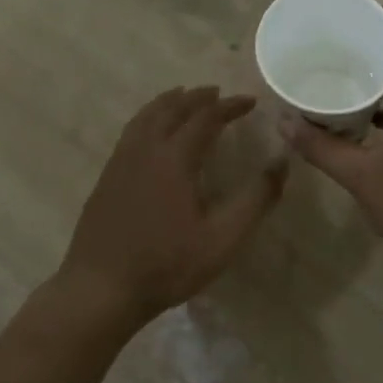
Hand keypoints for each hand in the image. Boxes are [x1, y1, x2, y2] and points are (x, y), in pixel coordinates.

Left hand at [58, 86, 287, 330]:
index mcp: (174, 158)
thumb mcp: (223, 239)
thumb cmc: (167, 265)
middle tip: (217, 93)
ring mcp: (120, 163)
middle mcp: (145, 150)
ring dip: (168, 102)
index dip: (230, 106)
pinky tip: (151, 133)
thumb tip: (281, 163)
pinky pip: (131, 132)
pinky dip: (148, 119)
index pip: (206, 117)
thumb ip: (256, 199)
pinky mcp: (106, 178)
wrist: (101, 289)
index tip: (250, 102)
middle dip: (197, 97)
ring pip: (145, 117)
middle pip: (171, 109)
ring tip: (182, 97)